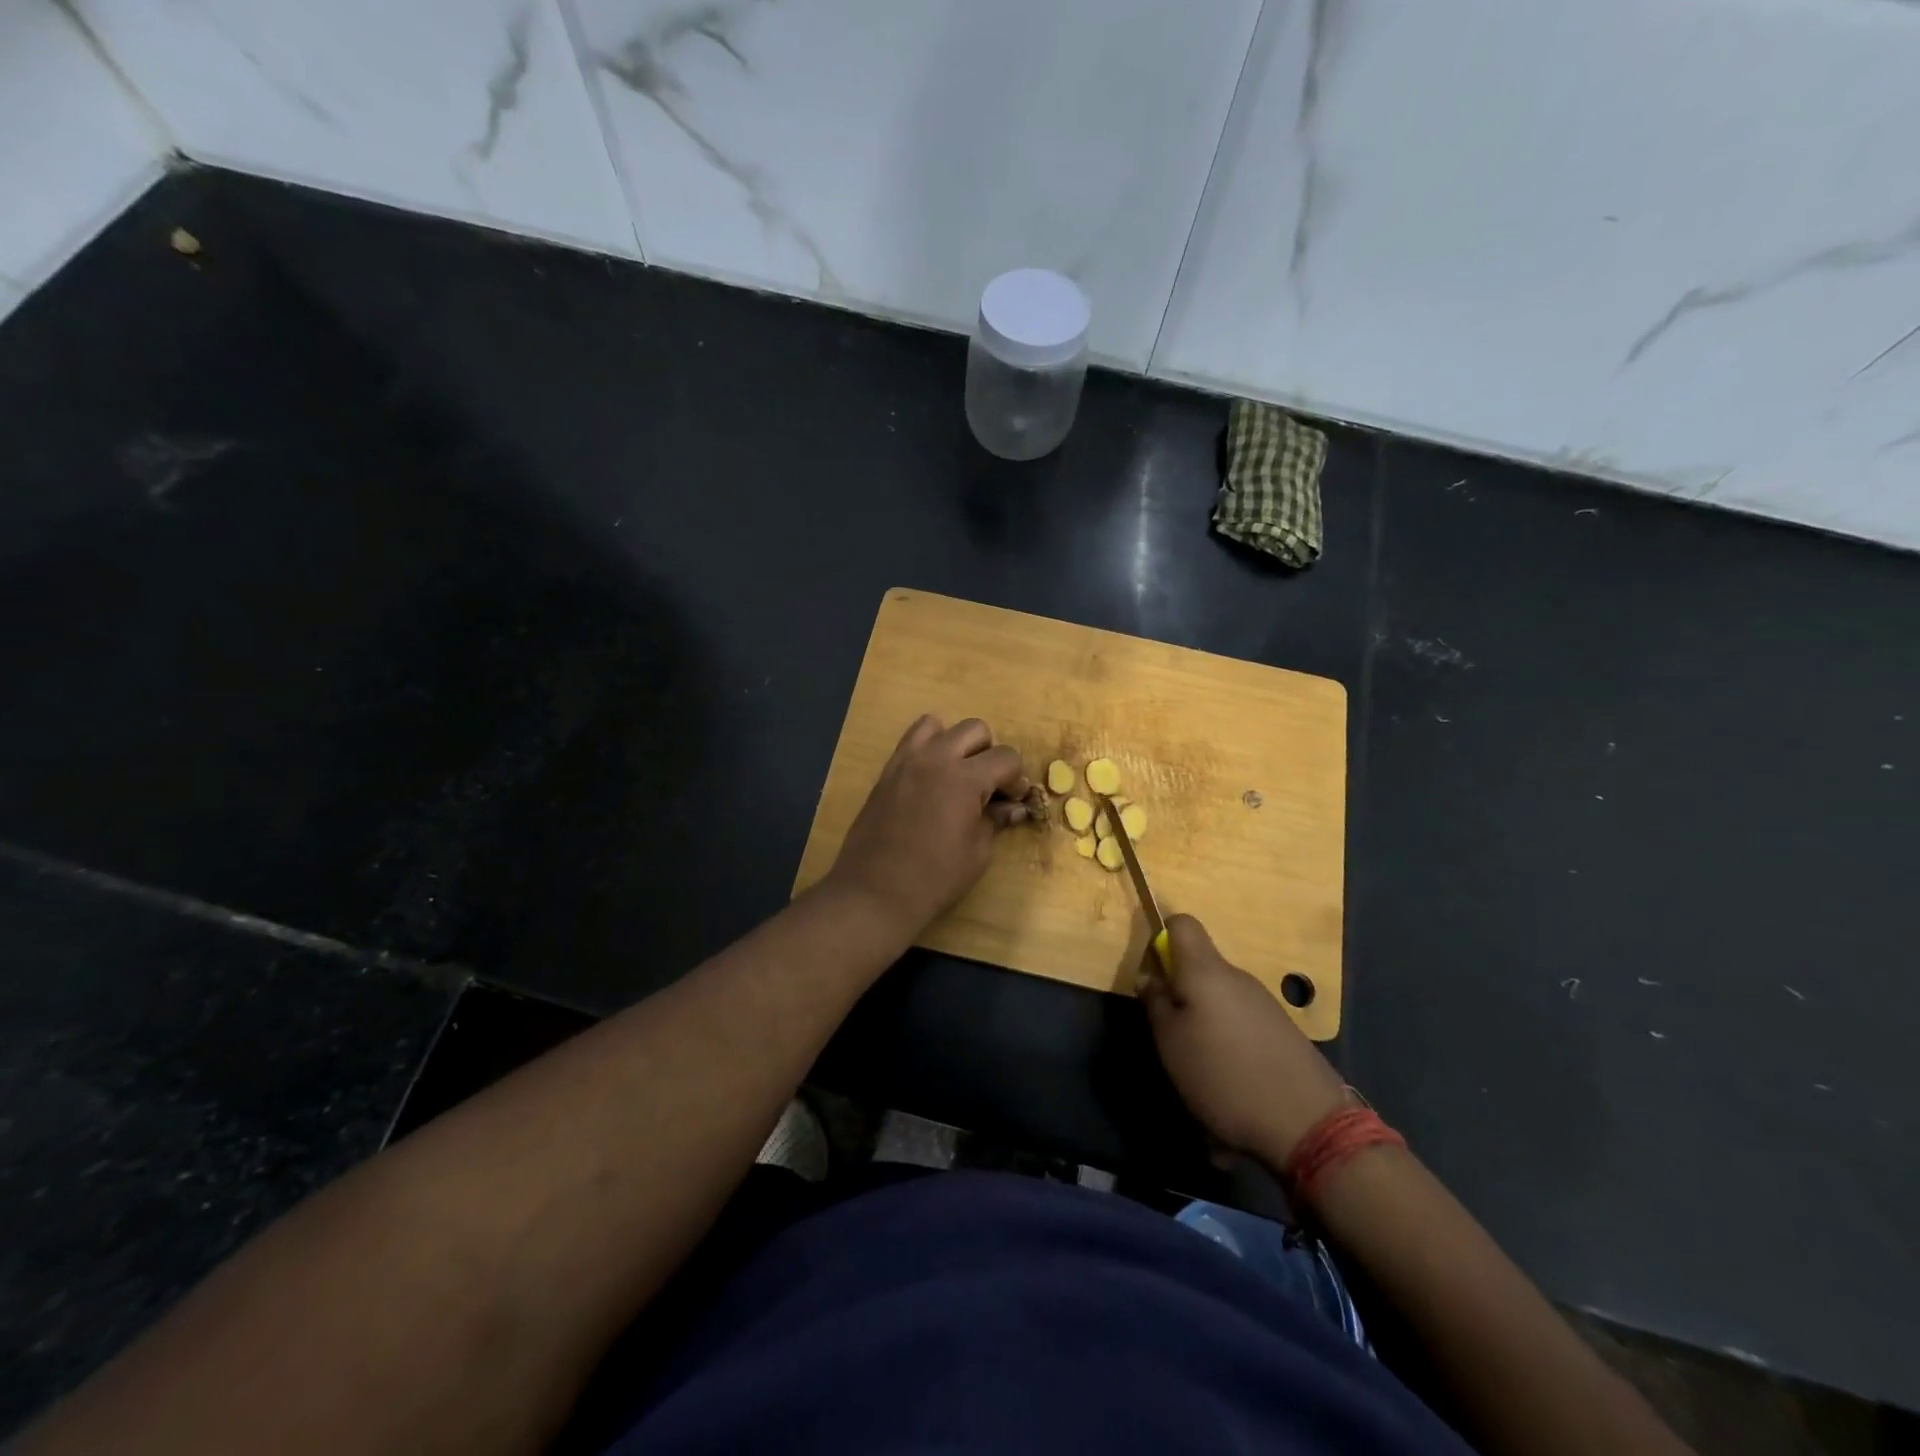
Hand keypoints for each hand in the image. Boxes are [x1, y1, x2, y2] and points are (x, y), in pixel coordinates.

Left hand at [825, 715, 1031, 938]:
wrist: (875, 891)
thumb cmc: (935, 877)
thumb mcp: (977, 852)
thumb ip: (996, 820)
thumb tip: (1014, 808)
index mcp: (964, 778)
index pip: (1005, 757)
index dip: (1015, 779)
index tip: (1011, 801)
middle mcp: (935, 758)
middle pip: (975, 730)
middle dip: (988, 754)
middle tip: (986, 787)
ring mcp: (906, 761)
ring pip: (938, 725)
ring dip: (955, 744)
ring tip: (955, 776)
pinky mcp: (887, 771)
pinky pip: (911, 741)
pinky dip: (927, 750)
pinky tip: (931, 781)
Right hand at [1140, 916, 1350, 1166]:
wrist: (1308, 1124)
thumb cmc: (1223, 1075)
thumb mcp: (1171, 1043)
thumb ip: (1156, 1003)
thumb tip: (1151, 977)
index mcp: (1206, 971)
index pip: (1182, 924)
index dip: (1162, 938)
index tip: (1153, 974)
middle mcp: (1238, 978)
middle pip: (1200, 968)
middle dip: (1180, 995)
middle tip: (1169, 1036)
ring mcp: (1264, 1005)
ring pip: (1219, 1001)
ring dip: (1204, 1026)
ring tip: (1199, 1074)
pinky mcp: (1283, 1032)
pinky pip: (1242, 1026)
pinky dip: (1228, 1047)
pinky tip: (1230, 1088)